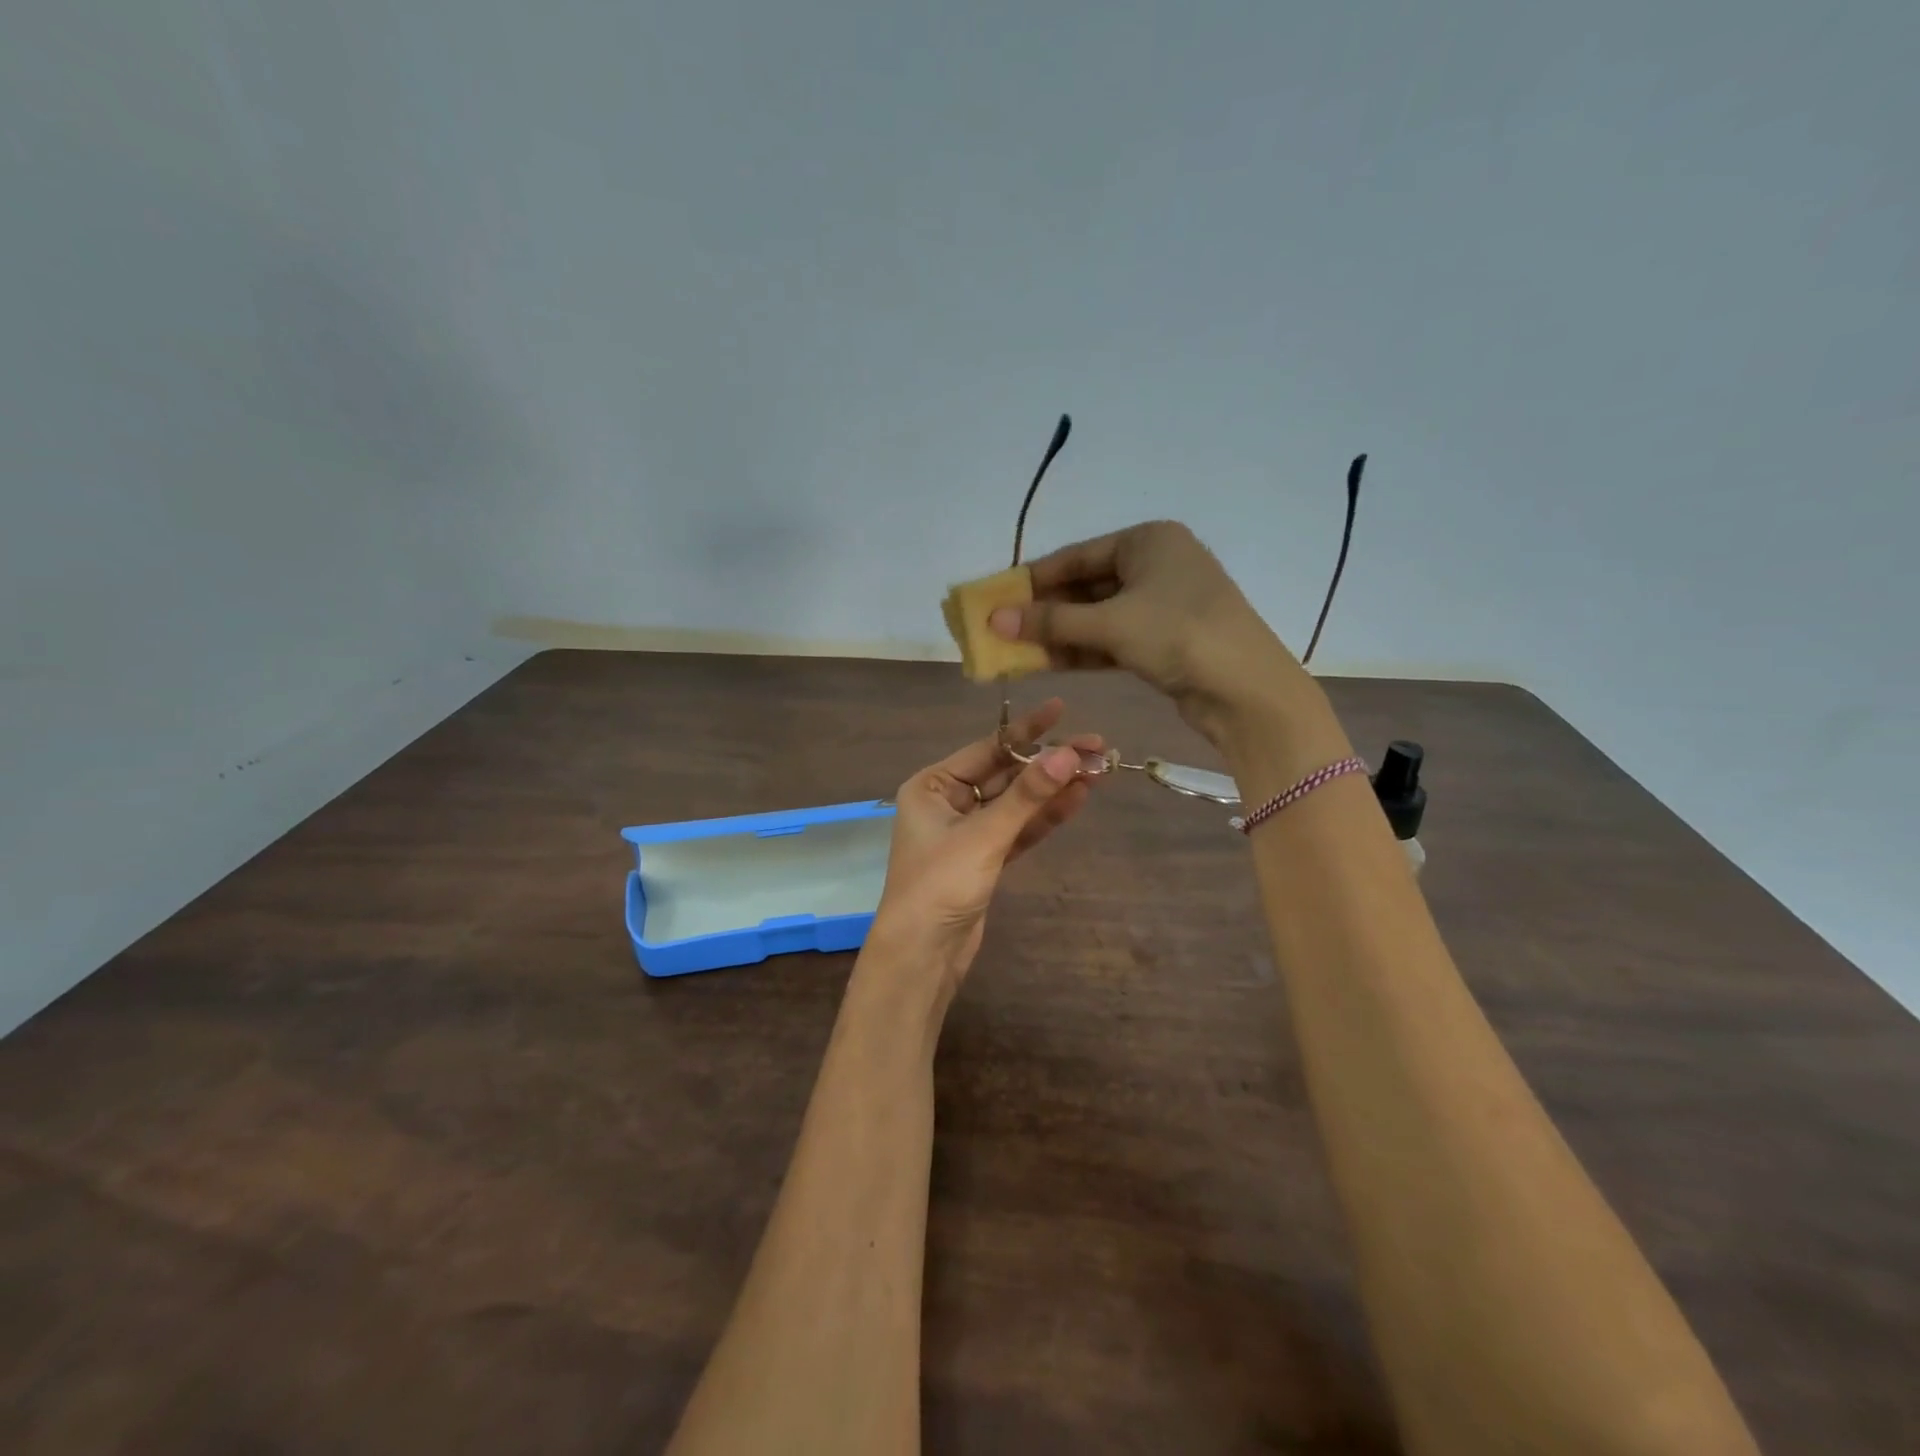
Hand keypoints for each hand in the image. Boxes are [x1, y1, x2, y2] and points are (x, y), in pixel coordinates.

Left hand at [864, 699, 1102, 1009]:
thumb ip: (1027, 796)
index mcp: (932, 786)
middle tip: (1096, 747)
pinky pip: (1018, 829)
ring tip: (1098, 770)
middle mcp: (948, 802)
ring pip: (1016, 803)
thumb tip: (1068, 754)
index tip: (1062, 709)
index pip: (987, 749)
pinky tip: (1076, 799)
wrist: (923, 955)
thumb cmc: (940, 885)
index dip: (1028, 731)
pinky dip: (1044, 817)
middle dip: (1048, 763)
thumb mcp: (984, 836)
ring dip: (1053, 789)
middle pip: (1006, 774)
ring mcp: (968, 831)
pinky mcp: (985, 858)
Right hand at [988, 521, 1328, 750]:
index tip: (995, 598)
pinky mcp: (1164, 640)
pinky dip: (1082, 651)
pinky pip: (1112, 640)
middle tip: (1000, 630)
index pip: (1076, 556)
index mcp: (1148, 540)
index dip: (1033, 579)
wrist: (1247, 690)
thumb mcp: (1110, 624)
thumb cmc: (1179, 635)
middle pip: (1086, 587)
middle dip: (1044, 612)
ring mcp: (1162, 605)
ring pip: (1097, 617)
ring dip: (1059, 635)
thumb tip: (994, 620)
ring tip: (1014, 651)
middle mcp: (1156, 565)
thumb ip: (1051, 621)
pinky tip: (1046, 664)